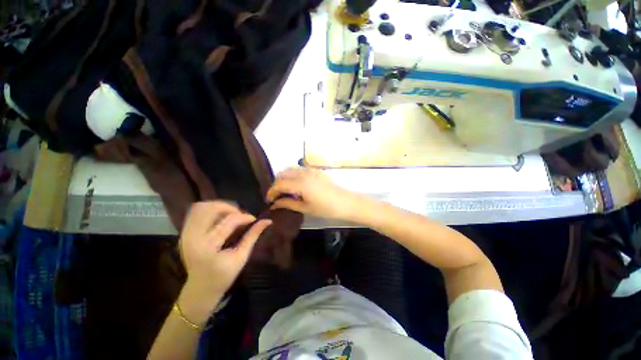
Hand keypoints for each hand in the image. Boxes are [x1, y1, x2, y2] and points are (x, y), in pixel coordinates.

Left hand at [179, 201, 270, 315]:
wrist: (200, 289)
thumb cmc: (223, 276)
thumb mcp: (241, 257)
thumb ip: (253, 236)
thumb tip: (267, 221)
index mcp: (209, 247)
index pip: (229, 221)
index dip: (245, 217)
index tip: (254, 219)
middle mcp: (193, 237)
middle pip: (211, 209)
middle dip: (230, 207)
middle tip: (240, 214)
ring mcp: (186, 234)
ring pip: (201, 207)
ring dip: (219, 206)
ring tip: (230, 214)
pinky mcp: (184, 233)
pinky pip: (195, 212)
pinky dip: (209, 210)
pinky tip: (219, 217)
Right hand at [266, 167, 362, 220]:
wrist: (345, 202)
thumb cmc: (326, 208)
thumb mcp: (305, 208)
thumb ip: (288, 203)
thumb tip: (274, 204)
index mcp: (300, 183)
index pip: (279, 184)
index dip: (271, 192)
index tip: (269, 200)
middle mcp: (303, 173)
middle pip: (283, 173)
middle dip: (276, 183)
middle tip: (277, 195)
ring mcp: (310, 170)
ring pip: (291, 169)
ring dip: (284, 177)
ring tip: (285, 190)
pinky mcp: (316, 170)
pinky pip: (299, 169)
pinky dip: (293, 174)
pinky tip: (296, 184)